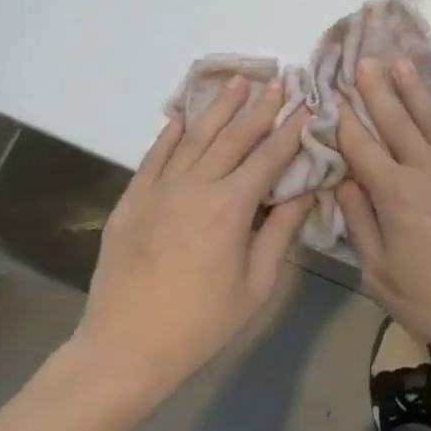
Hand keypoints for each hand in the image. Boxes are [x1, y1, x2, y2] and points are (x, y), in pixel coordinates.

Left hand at [70, 77, 311, 410]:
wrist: (124, 349)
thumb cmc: (201, 324)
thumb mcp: (256, 285)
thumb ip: (281, 232)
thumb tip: (306, 192)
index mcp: (231, 207)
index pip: (269, 156)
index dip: (290, 129)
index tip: (306, 105)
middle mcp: (196, 186)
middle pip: (234, 136)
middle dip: (260, 107)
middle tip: (279, 81)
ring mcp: (159, 189)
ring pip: (195, 136)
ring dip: (220, 107)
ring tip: (238, 82)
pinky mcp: (132, 199)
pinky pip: (155, 154)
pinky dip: (172, 131)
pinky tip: (184, 113)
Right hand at [335, 58, 430, 370]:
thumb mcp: (381, 274)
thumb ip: (360, 224)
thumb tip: (343, 182)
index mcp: (395, 195)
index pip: (363, 148)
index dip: (346, 121)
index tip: (335, 97)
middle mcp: (428, 169)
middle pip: (397, 121)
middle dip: (377, 90)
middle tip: (365, 61)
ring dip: (414, 88)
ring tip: (399, 62)